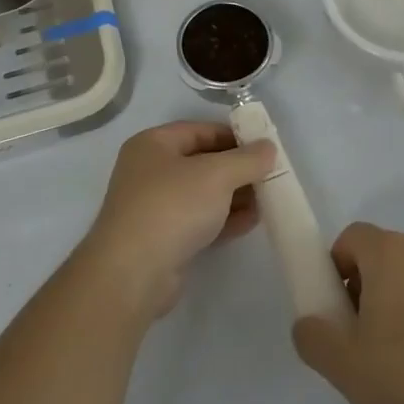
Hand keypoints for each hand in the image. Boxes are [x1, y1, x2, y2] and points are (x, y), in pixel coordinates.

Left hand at [81, 121, 275, 319]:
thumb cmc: (172, 207)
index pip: (199, 130)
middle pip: (202, 162)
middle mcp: (150, 171)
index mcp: (153, 144)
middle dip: (237, 169)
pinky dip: (224, 219)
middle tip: (270, 175)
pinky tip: (251, 222)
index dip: (233, 136)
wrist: (133, 273)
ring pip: (202, 194)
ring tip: (267, 200)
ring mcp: (154, 207)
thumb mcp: (216, 174)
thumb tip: (269, 147)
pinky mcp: (163, 239)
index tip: (264, 147)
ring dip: (234, 195)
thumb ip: (247, 159)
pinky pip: (199, 220)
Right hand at [292, 223, 403, 403]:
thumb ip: (313, 338)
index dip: (335, 269)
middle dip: (363, 287)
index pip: (351, 238)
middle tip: (360, 337)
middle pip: (380, 255)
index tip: (337, 311)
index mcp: (387, 253)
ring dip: (395, 302)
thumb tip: (309, 324)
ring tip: (396, 357)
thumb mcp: (343, 366)